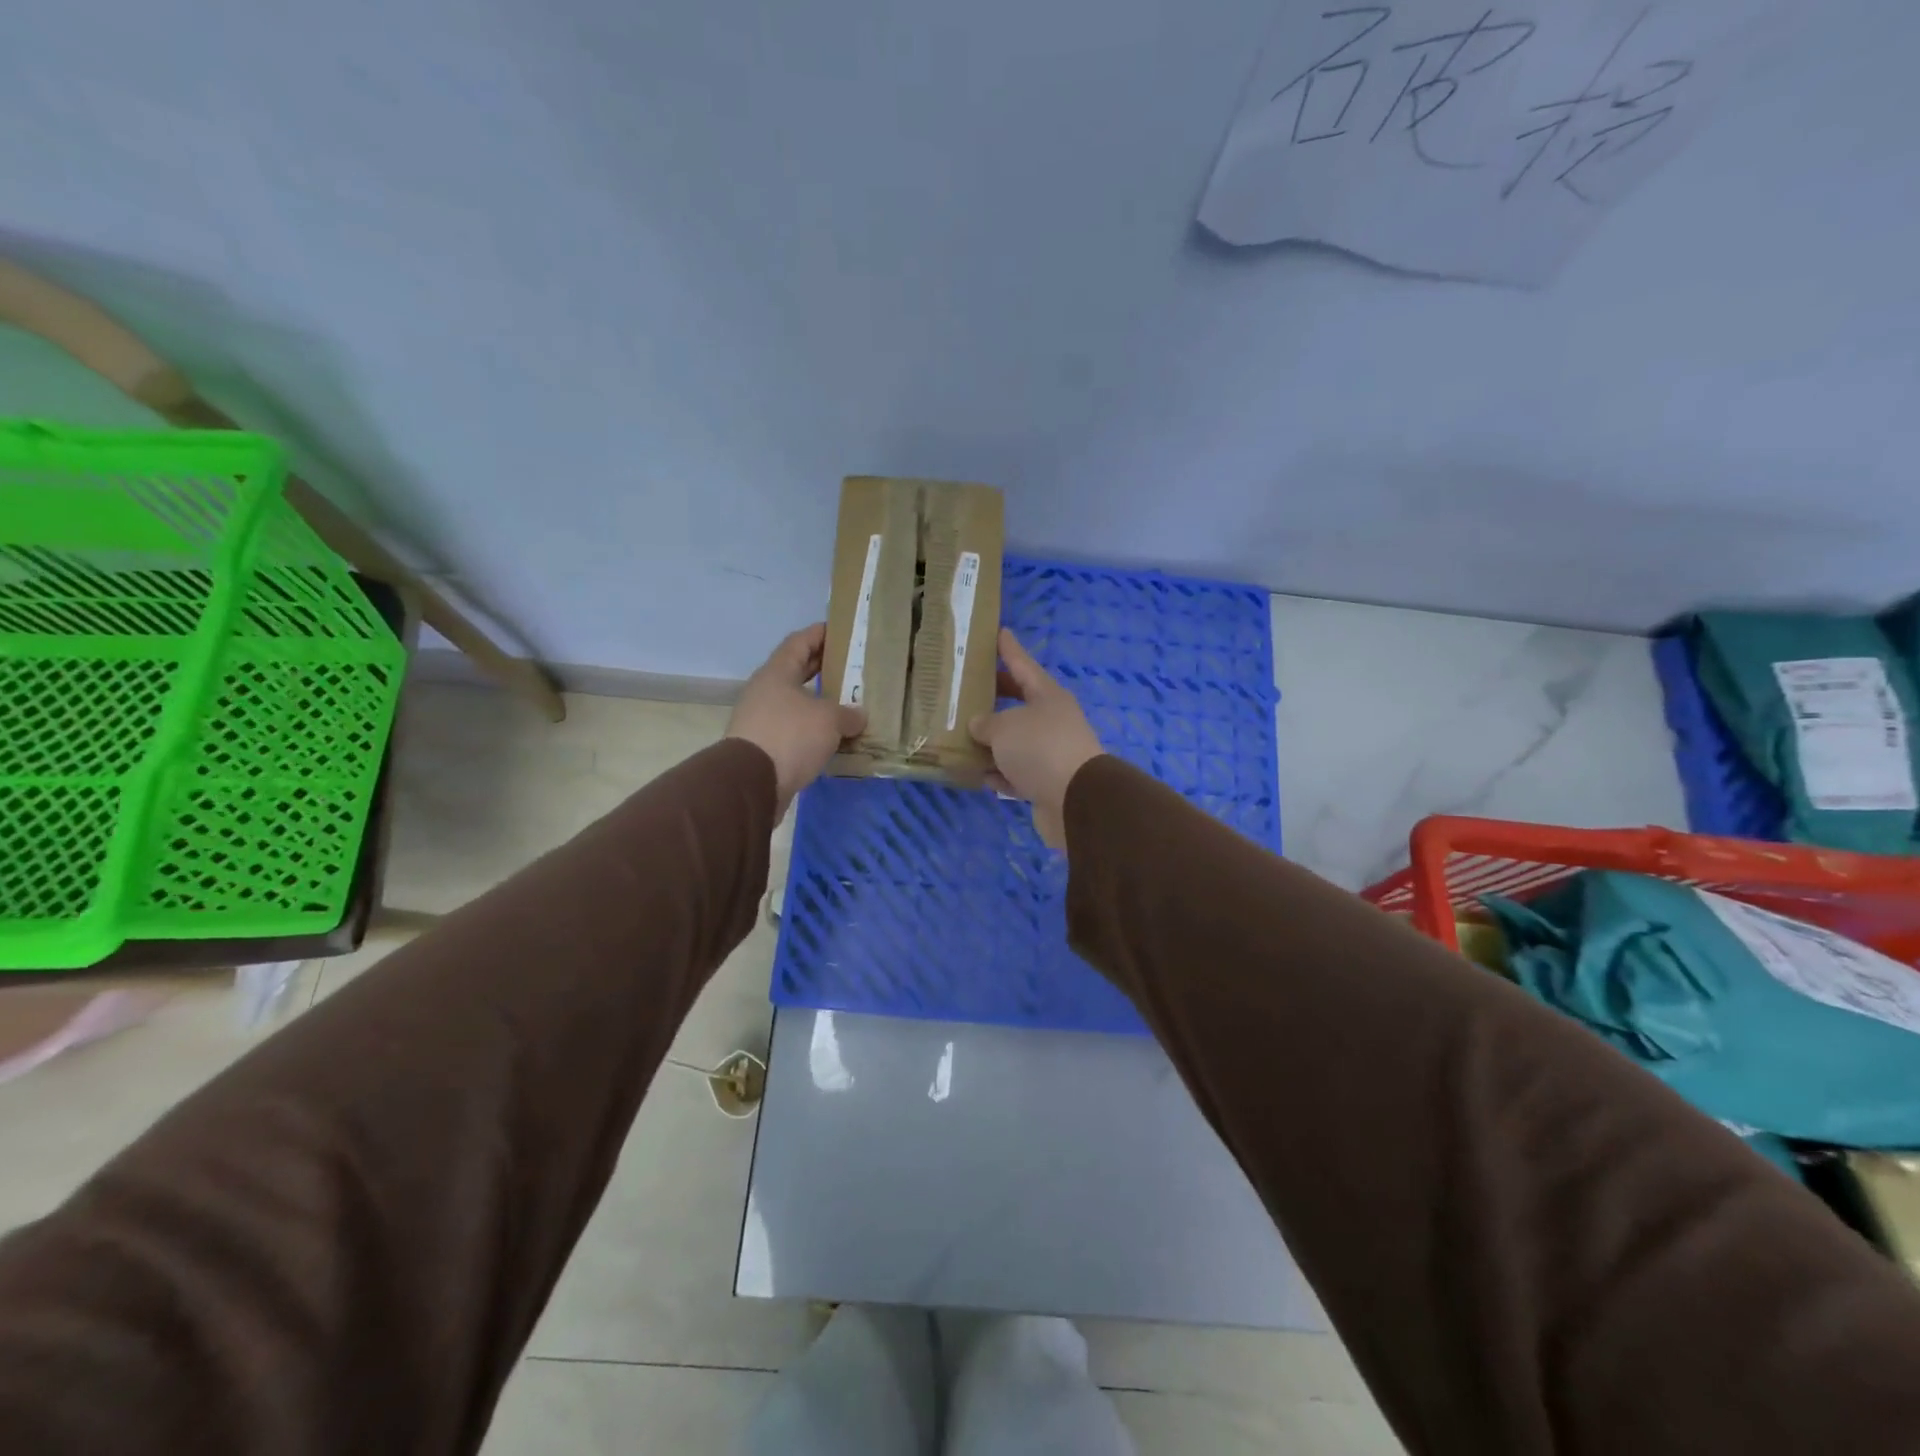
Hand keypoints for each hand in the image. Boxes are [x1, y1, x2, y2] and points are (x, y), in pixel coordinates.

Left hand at [727, 624, 865, 820]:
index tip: (841, 631)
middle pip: (797, 672)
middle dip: (823, 669)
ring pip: (796, 703)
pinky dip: (813, 731)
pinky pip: (794, 730)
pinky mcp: (763, 747)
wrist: (751, 783)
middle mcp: (765, 691)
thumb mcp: (829, 719)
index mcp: (777, 673)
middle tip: (852, 668)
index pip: (799, 642)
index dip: (820, 634)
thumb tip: (858, 716)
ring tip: (849, 706)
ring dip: (820, 704)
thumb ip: (848, 714)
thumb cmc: (790, 736)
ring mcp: (761, 719)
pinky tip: (834, 738)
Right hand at [969, 628, 1102, 850]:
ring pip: (1015, 741)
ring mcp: (1050, 753)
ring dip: (992, 741)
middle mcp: (1051, 721)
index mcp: (1047, 696)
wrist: (1076, 801)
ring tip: (961, 735)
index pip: (1023, 665)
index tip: (999, 631)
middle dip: (995, 696)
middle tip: (969, 687)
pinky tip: (977, 774)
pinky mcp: (1046, 783)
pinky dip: (998, 773)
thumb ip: (986, 723)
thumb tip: (979, 726)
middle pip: (1018, 703)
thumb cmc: (1040, 748)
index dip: (1009, 649)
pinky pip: (1015, 772)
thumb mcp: (1005, 727)